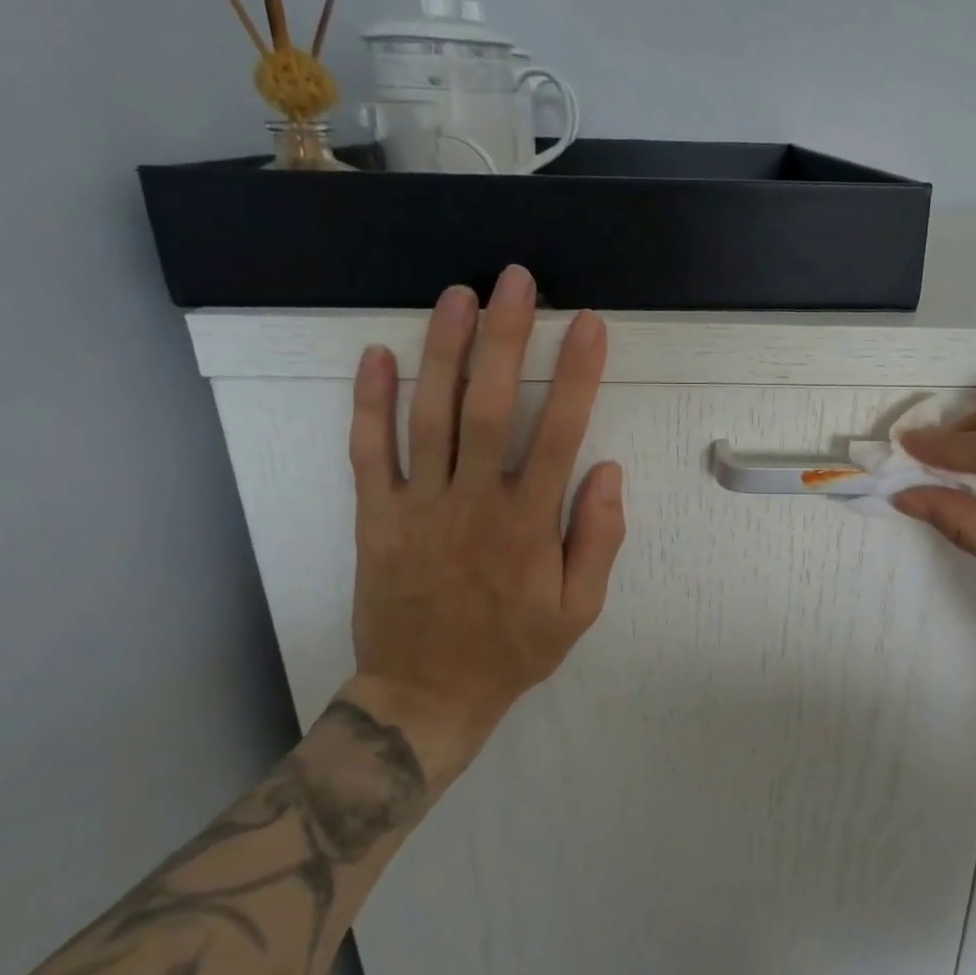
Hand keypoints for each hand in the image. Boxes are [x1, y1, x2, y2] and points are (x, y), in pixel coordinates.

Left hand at [342, 266, 625, 775]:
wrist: (426, 695)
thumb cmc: (512, 650)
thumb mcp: (579, 610)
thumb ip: (598, 539)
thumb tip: (608, 470)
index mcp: (527, 524)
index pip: (557, 433)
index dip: (576, 374)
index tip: (588, 324)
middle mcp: (471, 502)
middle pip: (486, 405)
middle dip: (503, 336)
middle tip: (514, 279)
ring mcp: (417, 506)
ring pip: (427, 416)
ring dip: (442, 351)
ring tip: (456, 296)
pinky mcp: (376, 517)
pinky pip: (368, 453)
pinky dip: (369, 403)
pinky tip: (378, 355)